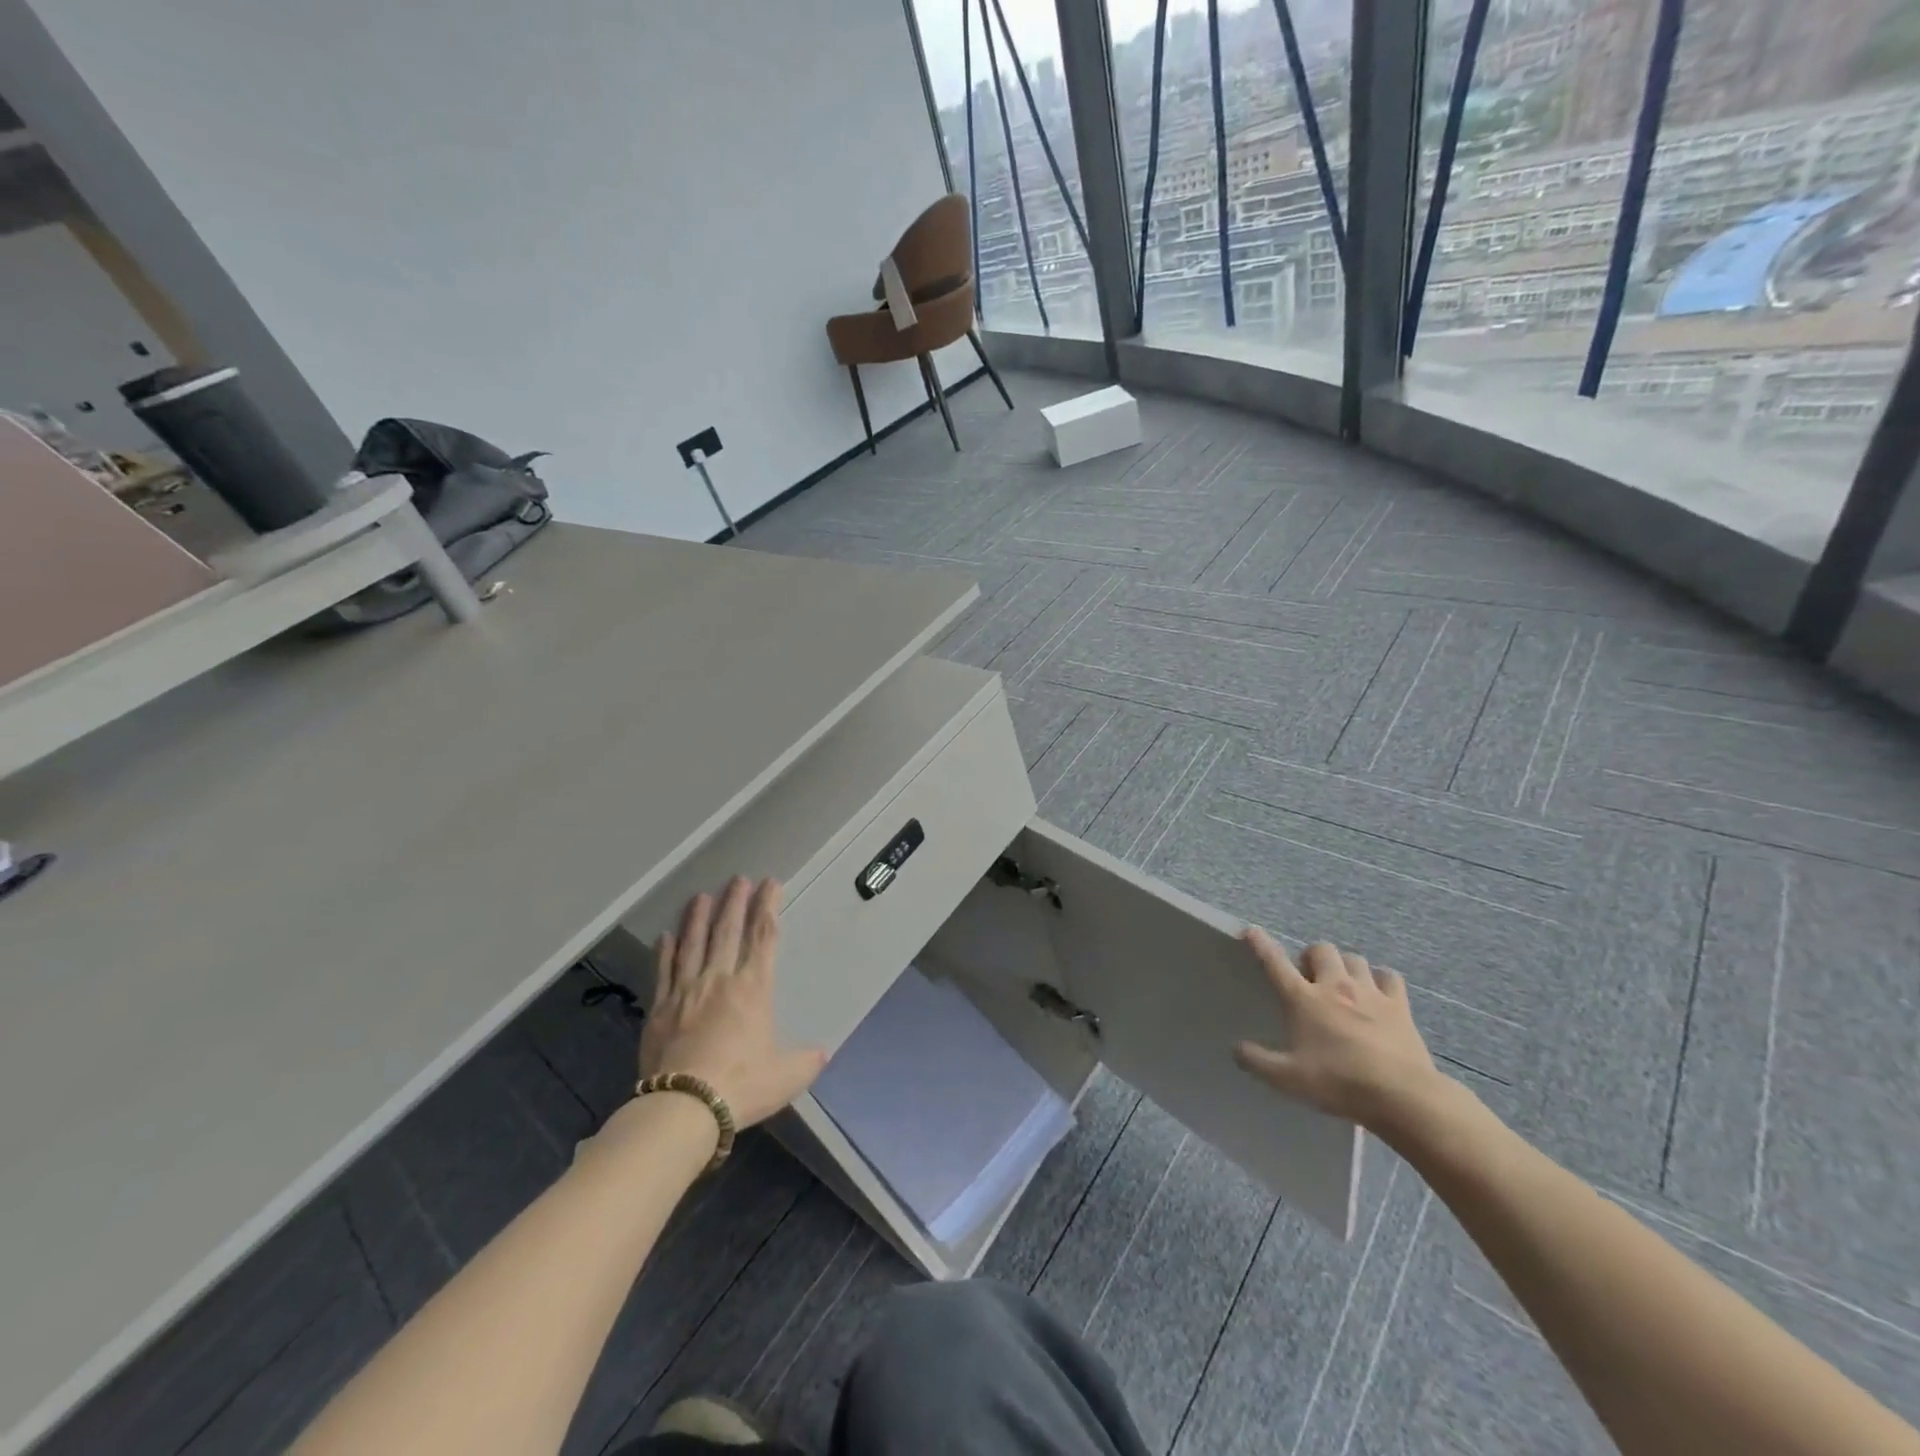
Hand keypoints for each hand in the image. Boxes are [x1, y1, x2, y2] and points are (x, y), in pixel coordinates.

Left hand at [640, 877, 825, 1127]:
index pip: (764, 936)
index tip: (771, 884)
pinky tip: (666, 936)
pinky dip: (666, 951)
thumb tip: (822, 1052)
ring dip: (699, 917)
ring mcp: (686, 991)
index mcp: (753, 988)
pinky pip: (664, 971)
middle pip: (728, 930)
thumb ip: (805, 1060)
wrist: (684, 1107)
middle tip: (738, 879)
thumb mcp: (786, 1076)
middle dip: (735, 901)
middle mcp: (720, 979)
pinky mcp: (660, 1008)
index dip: (768, 907)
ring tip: (702, 896)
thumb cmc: (741, 1085)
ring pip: (693, 943)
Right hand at [1232, 929, 1446, 1135]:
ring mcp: (1370, 993)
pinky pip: (1389, 977)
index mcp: (1304, 999)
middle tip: (1310, 977)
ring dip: (1344, 965)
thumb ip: (1257, 1061)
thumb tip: (1236, 1048)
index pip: (1276, 963)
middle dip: (1312, 957)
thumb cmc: (1339, 1083)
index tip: (1252, 931)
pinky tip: (1378, 992)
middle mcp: (1335, 986)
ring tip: (1342, 983)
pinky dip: (1380, 979)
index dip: (1262, 944)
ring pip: (1354, 959)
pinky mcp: (1399, 1005)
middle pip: (1321, 949)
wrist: (1401, 1096)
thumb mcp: (1288, 1079)